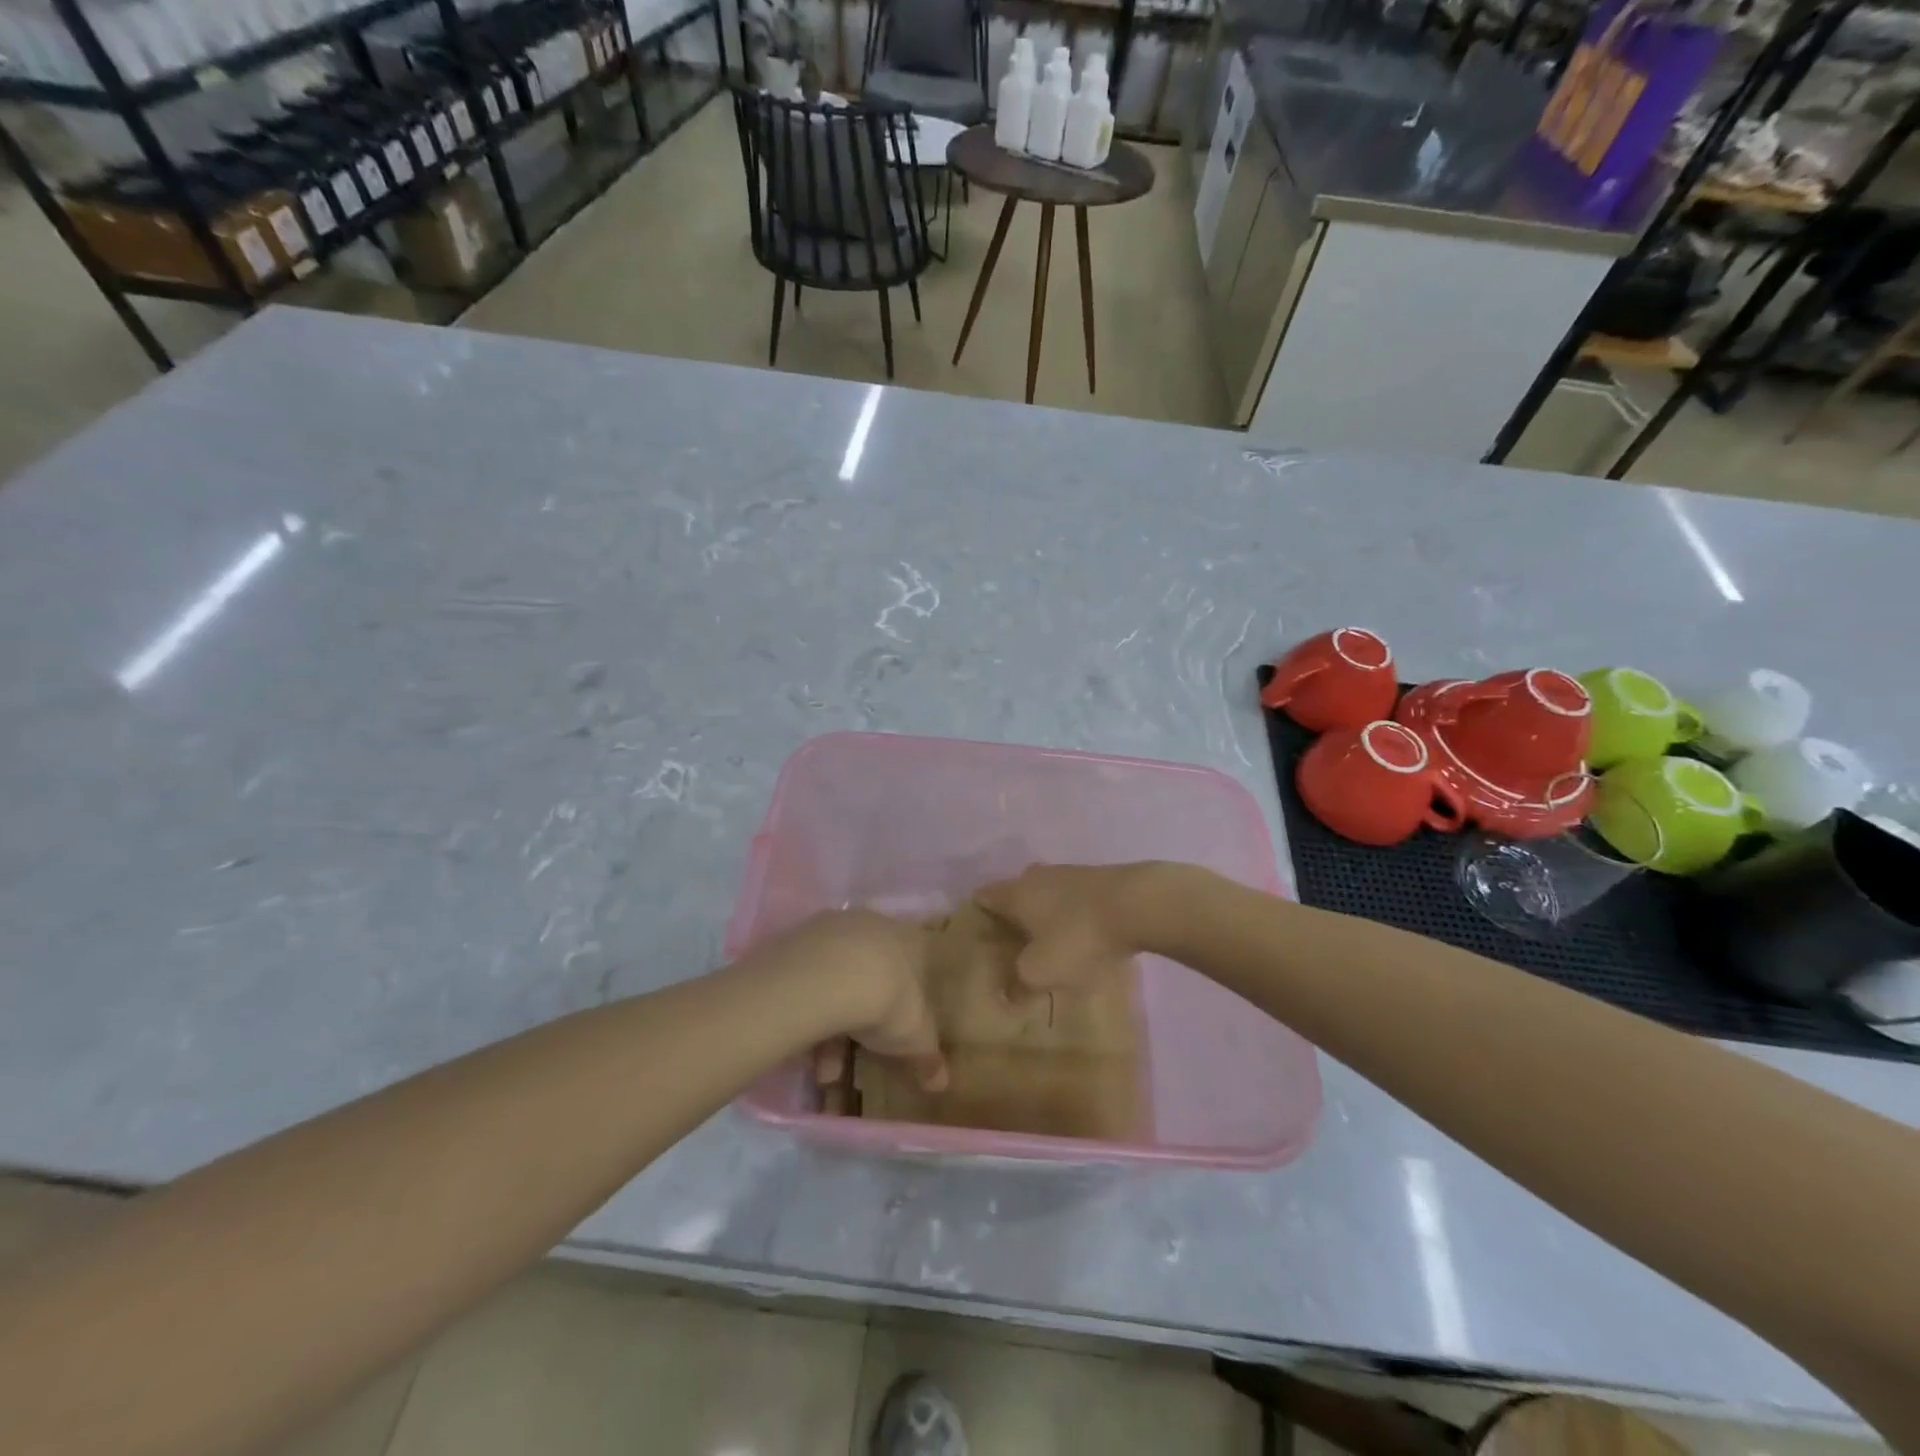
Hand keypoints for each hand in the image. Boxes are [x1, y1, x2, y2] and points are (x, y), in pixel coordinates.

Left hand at [778, 910, 948, 1092]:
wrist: (829, 977)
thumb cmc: (888, 998)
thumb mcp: (915, 1037)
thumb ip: (928, 1057)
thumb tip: (942, 1083)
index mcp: (908, 938)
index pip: (916, 960)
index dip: (909, 993)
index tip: (902, 1022)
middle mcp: (871, 926)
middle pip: (872, 973)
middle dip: (865, 1020)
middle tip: (861, 1054)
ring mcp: (831, 931)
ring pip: (836, 983)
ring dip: (833, 1029)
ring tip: (826, 1073)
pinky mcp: (796, 943)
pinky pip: (808, 984)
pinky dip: (809, 1017)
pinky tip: (804, 1052)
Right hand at [973, 863, 1164, 992]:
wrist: (1138, 904)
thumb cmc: (1077, 936)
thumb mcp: (1041, 972)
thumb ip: (1018, 984)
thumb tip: (1005, 994)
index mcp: (1015, 892)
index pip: (983, 897)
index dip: (977, 916)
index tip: (977, 940)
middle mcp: (1036, 876)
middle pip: (1015, 893)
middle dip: (1012, 916)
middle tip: (1013, 946)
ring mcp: (1070, 873)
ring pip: (1046, 894)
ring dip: (1045, 915)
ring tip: (1049, 944)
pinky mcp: (1100, 879)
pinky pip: (1074, 899)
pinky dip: (1071, 915)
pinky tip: (1082, 936)